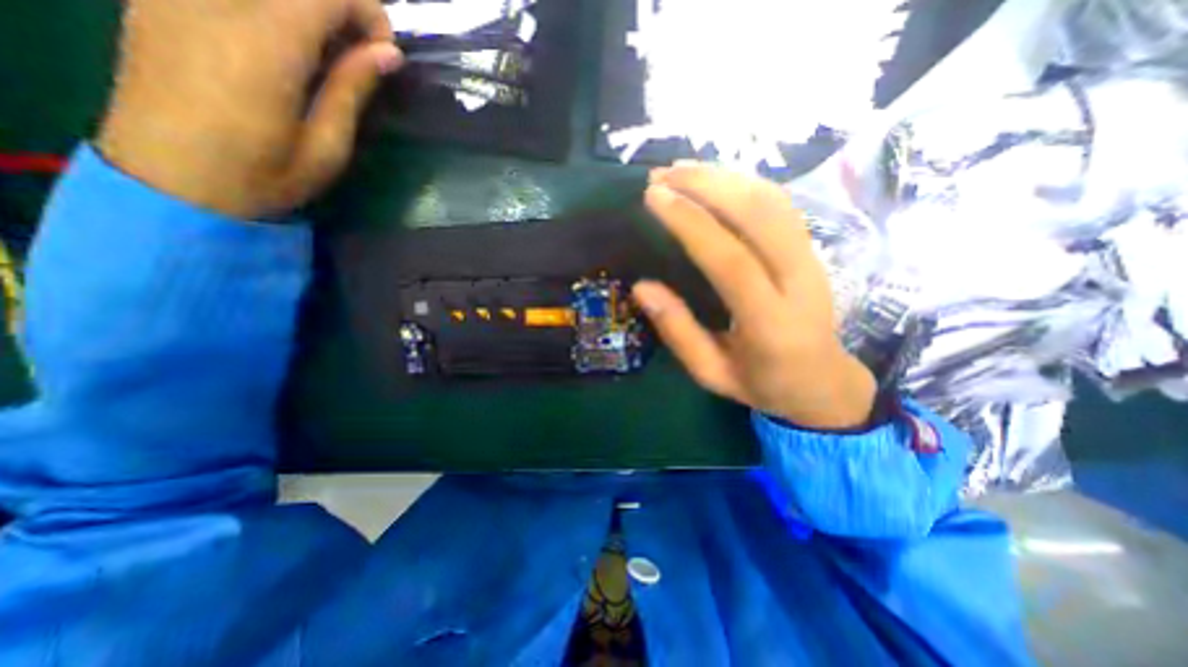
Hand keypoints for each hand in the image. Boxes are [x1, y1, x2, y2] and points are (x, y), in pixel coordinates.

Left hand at [95, 0, 403, 215]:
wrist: (170, 183)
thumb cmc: (263, 176)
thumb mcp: (327, 147)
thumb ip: (352, 90)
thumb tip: (388, 53)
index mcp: (263, 46)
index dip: (367, 12)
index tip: (386, 53)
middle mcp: (212, 2)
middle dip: (340, 10)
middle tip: (361, 56)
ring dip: (307, 13)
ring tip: (326, 56)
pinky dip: (270, 13)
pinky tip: (281, 49)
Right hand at [635, 164, 876, 430]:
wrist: (822, 382)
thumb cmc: (761, 383)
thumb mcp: (710, 373)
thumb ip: (678, 331)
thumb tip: (641, 287)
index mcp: (770, 323)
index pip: (730, 260)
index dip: (691, 223)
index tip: (654, 198)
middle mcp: (798, 282)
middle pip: (758, 215)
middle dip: (705, 186)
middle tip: (660, 175)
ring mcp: (812, 259)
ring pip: (772, 201)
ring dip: (723, 177)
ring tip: (680, 170)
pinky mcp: (811, 249)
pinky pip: (780, 205)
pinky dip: (744, 183)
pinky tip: (714, 179)